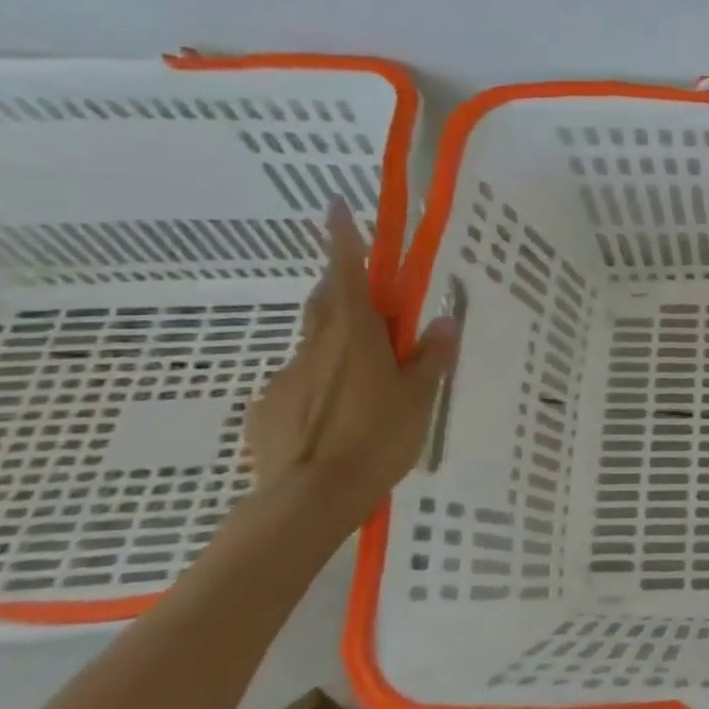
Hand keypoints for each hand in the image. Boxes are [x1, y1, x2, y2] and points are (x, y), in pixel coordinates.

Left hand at [246, 204, 457, 516]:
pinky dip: (319, 389)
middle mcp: (314, 348)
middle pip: (325, 304)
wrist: (306, 501)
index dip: (343, 239)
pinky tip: (336, 421)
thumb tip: (442, 322)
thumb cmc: (376, 438)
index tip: (334, 207)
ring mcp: (285, 379)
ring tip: (365, 387)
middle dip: (343, 290)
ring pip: (315, 350)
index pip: (347, 274)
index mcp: (354, 337)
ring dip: (339, 351)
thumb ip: (430, 358)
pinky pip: (300, 387)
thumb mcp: (418, 398)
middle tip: (371, 305)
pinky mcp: (267, 410)